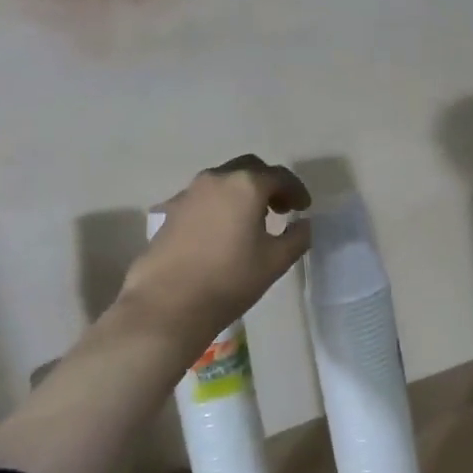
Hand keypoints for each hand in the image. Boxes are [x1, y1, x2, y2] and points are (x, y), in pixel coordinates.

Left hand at [110, 156, 312, 353]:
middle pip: (249, 169)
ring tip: (252, 221)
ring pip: (224, 181)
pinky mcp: (170, 211)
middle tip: (281, 209)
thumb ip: (297, 237)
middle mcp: (216, 179)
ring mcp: (189, 193)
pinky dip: (220, 205)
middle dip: (269, 184)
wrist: (167, 303)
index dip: (297, 190)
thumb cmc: (230, 279)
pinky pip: (203, 198)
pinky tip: (222, 232)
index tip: (304, 209)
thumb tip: (303, 224)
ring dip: (243, 193)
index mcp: (246, 185)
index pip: (280, 176)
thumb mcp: (276, 261)